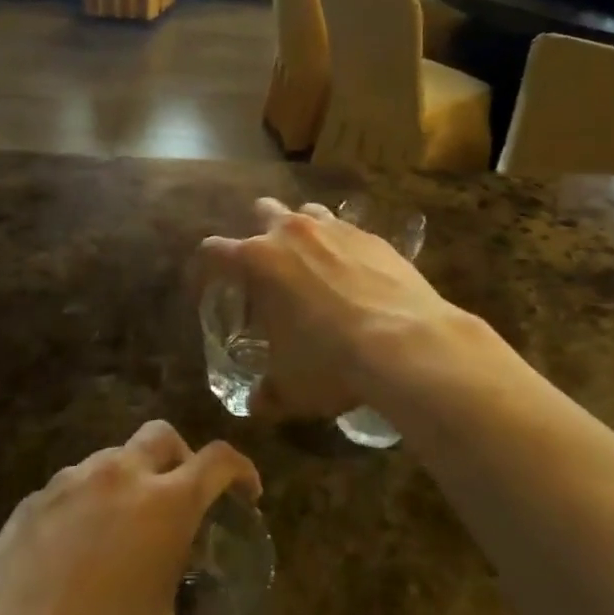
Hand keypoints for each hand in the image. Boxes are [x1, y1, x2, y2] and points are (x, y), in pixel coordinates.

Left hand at [0, 421, 259, 614]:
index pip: (217, 460)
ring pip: (112, 457)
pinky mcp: (29, 503)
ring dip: (130, 479)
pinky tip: (75, 550)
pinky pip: (69, 486)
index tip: (247, 493)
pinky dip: (86, 503)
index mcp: (165, 505)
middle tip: (183, 499)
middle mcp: (119, 477)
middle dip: (182, 457)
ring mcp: (68, 484)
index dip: (241, 470)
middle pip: (162, 436)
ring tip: (124, 529)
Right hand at [196, 198, 491, 423]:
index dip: (207, 268)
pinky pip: (348, 231)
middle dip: (259, 234)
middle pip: (262, 211)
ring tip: (311, 266)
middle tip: (267, 270)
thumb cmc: (331, 362)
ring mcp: (335, 228)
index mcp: (258, 261)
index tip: (210, 285)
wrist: (407, 343)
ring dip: (302, 233)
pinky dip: (343, 247)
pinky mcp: (373, 235)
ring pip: (307, 212)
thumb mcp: (291, 387)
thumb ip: (267, 393)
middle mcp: (292, 232)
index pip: (213, 252)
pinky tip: (355, 277)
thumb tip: (258, 403)